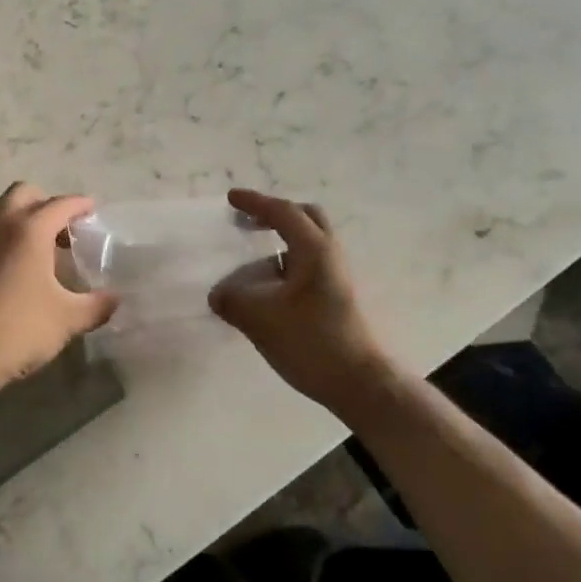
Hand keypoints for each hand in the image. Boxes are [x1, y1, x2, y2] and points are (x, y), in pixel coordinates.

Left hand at [0, 183, 118, 393]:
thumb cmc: (18, 329)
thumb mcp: (67, 319)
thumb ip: (96, 305)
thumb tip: (116, 299)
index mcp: (30, 229)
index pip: (60, 204)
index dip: (80, 205)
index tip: (93, 209)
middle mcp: (1, 223)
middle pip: (24, 193)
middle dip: (47, 203)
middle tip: (65, 228)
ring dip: (20, 212)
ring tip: (38, 239)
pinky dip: (3, 230)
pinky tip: (16, 261)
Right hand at [209, 189, 390, 411]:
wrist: (361, 383)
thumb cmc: (312, 342)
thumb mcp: (261, 320)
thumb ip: (233, 301)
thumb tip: (218, 294)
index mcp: (315, 250)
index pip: (283, 212)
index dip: (255, 203)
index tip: (231, 198)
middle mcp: (331, 256)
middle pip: (306, 219)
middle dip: (275, 215)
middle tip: (248, 222)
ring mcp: (338, 278)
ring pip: (309, 245)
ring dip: (281, 243)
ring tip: (251, 261)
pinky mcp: (338, 298)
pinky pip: (308, 267)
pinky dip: (286, 266)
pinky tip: (267, 290)